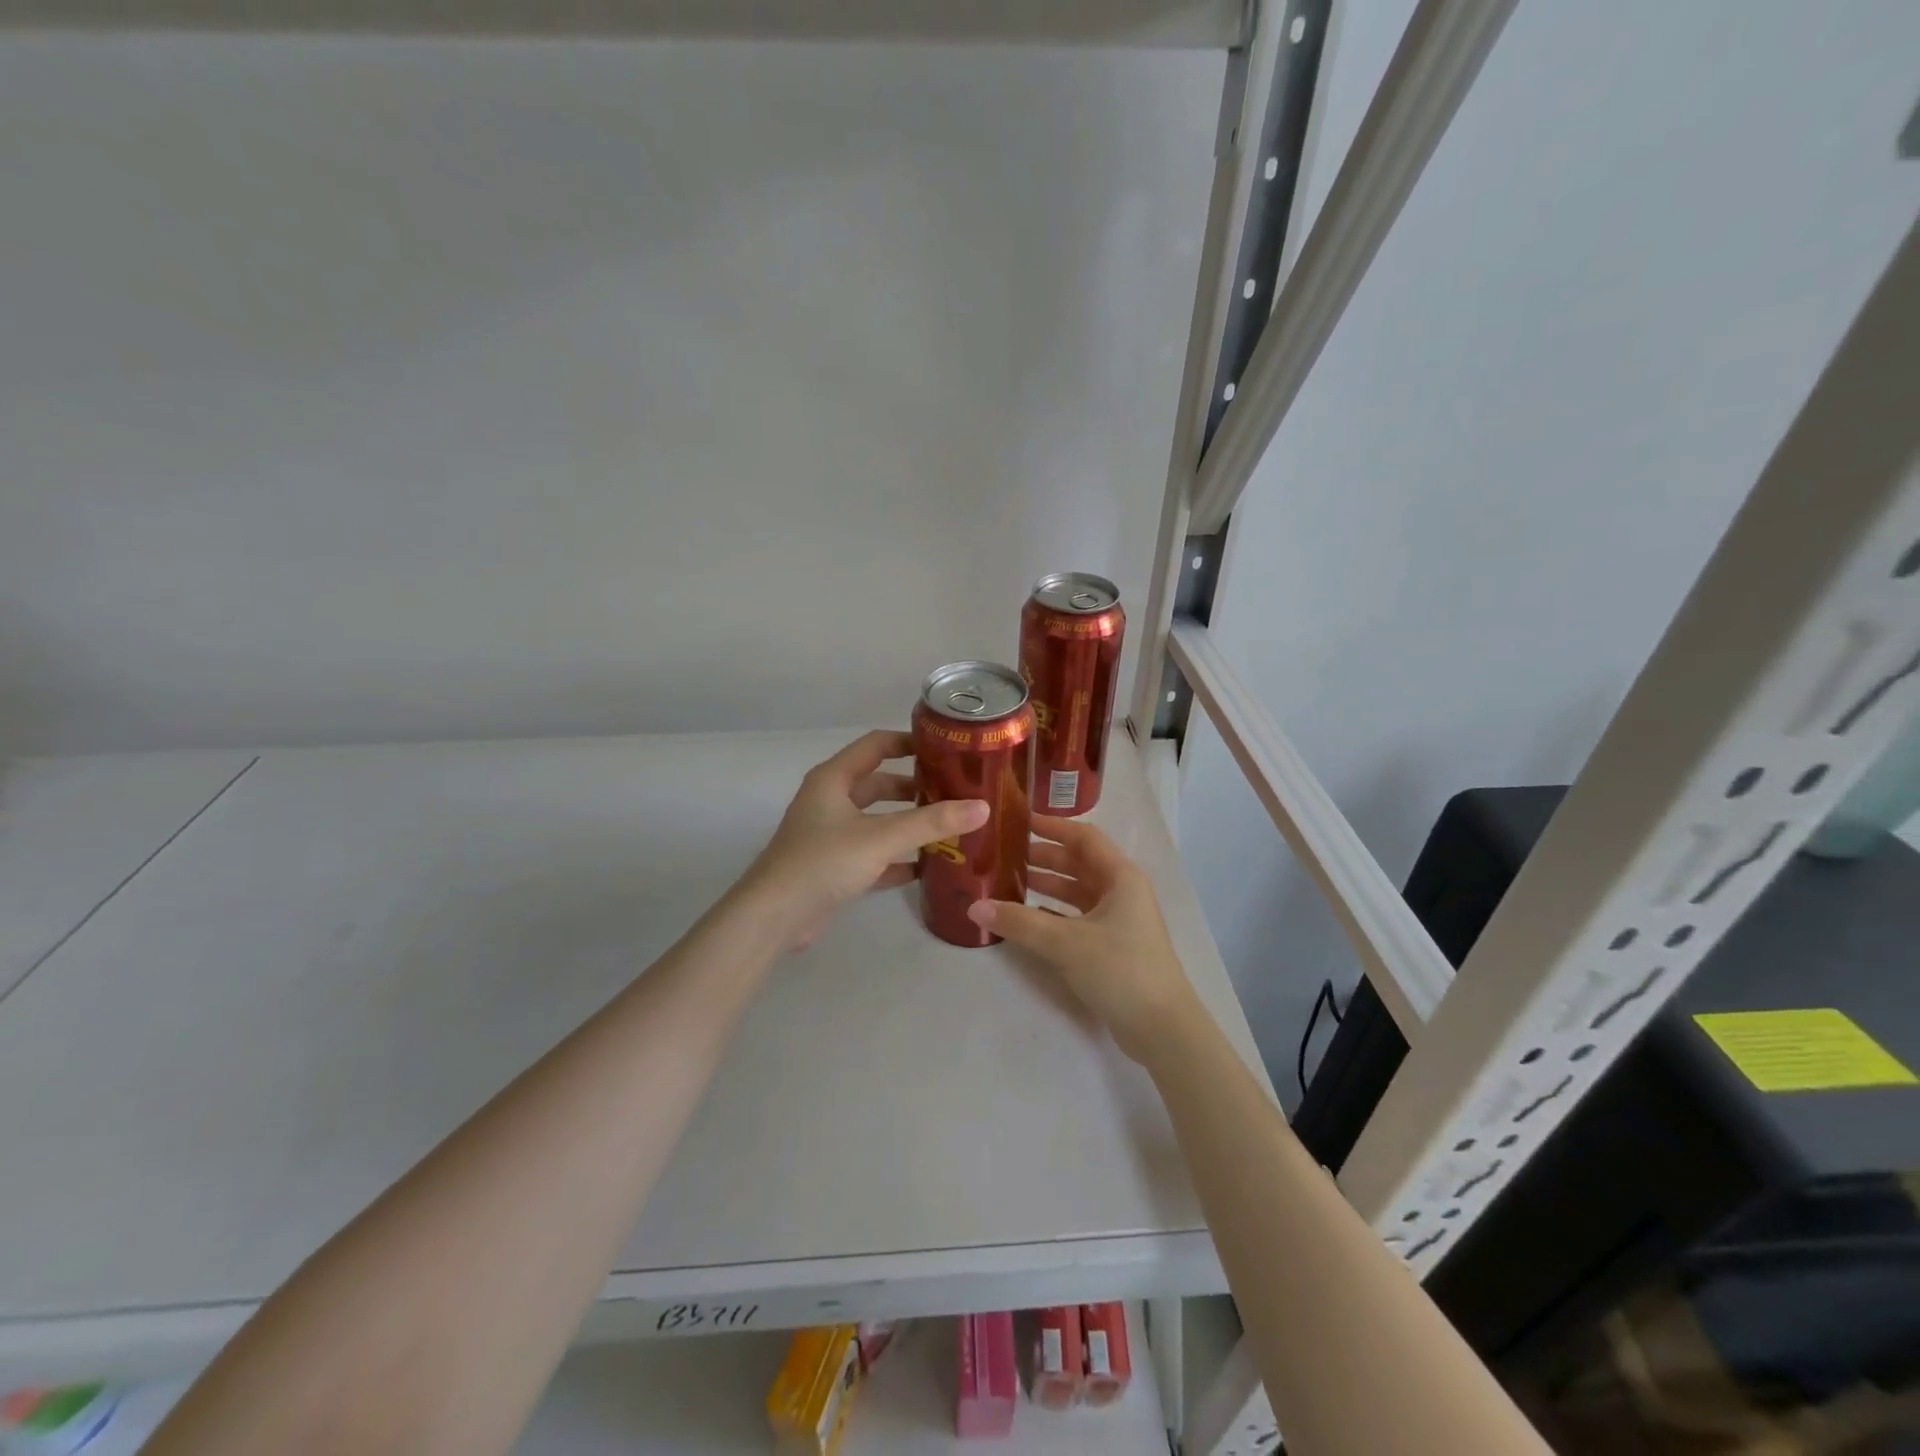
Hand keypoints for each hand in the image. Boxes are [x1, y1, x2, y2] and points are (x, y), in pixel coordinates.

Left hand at [743, 730, 988, 948]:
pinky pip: (873, 854)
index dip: (909, 742)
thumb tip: (982, 807)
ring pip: (877, 820)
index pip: (875, 745)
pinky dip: (897, 858)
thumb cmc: (823, 862)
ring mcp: (830, 835)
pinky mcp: (833, 867)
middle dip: (915, 787)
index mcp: (834, 779)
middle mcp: (830, 801)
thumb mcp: (881, 837)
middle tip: (955, 792)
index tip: (945, 748)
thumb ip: (932, 822)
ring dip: (908, 823)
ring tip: (949, 827)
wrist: (774, 917)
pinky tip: (926, 867)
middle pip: (879, 784)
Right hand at [967, 820, 1201, 1065]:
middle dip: (1044, 857)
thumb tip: (974, 907)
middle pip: (1079, 863)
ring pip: (1077, 892)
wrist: (1162, 1029)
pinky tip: (1026, 919)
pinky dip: (1053, 914)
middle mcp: (1122, 891)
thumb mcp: (1065, 942)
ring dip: (1047, 886)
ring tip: (1008, 884)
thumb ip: (1019, 922)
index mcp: (1120, 877)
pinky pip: (1078, 918)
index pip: (1084, 838)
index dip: (1052, 827)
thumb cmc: (1120, 969)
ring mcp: (1119, 920)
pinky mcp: (1113, 946)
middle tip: (1005, 855)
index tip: (1020, 821)